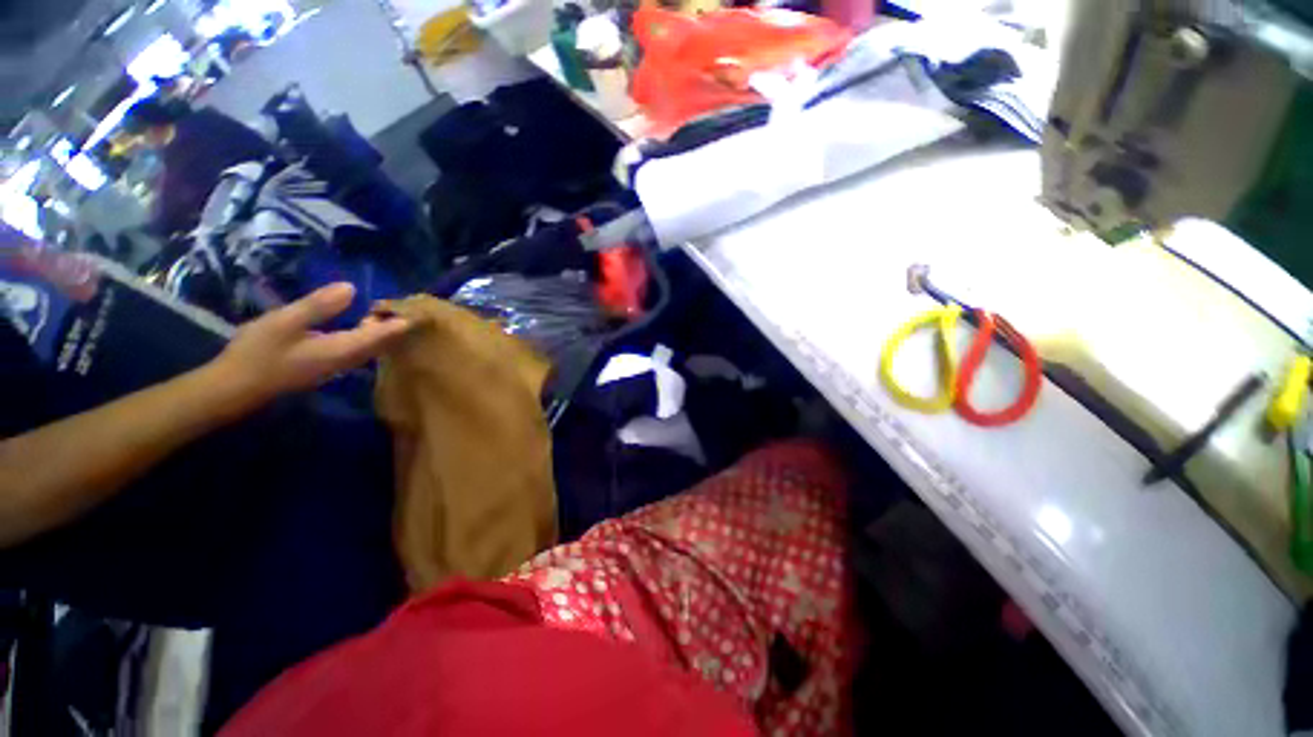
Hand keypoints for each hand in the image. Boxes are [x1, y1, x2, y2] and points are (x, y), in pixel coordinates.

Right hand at [207, 283, 408, 410]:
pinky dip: (367, 335)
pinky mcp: (327, 365)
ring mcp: (338, 365)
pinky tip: (362, 323)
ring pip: (371, 347)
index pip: (382, 335)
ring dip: (382, 331)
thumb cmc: (259, 352)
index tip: (414, 308)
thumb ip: (319, 306)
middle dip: (394, 325)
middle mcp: (348, 360)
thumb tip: (352, 288)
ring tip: (385, 310)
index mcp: (343, 349)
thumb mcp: (285, 321)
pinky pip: (359, 349)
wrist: (235, 386)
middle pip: (381, 342)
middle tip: (402, 305)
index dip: (399, 322)